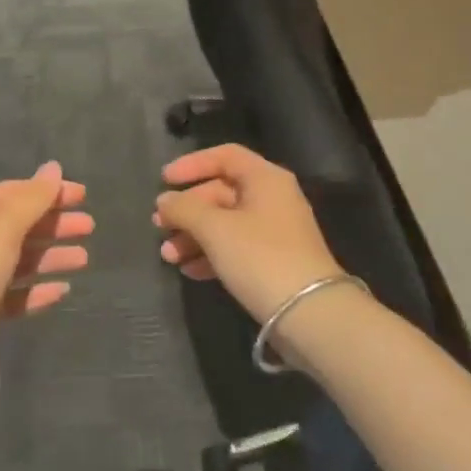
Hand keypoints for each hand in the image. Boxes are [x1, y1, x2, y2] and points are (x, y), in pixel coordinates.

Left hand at [0, 162, 92, 403]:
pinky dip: (37, 290)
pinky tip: (62, 291)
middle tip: (89, 227)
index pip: (11, 192)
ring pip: (18, 260)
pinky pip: (14, 294)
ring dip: (51, 256)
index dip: (47, 191)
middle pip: (17, 225)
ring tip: (84, 259)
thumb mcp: (1, 228)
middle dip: (54, 223)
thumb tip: (53, 168)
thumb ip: (31, 198)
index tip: (83, 196)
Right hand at [153, 144, 341, 324]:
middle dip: (188, 209)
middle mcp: (273, 199)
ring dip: (194, 236)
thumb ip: (185, 209)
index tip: (164, 180)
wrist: (310, 314)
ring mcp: (275, 232)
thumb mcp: (215, 228)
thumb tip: (165, 200)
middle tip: (160, 225)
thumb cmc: (260, 257)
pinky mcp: (273, 262)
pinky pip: (235, 249)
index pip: (225, 156)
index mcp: (265, 179)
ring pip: (225, 223)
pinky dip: (211, 255)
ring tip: (168, 256)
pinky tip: (189, 271)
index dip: (192, 164)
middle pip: (221, 192)